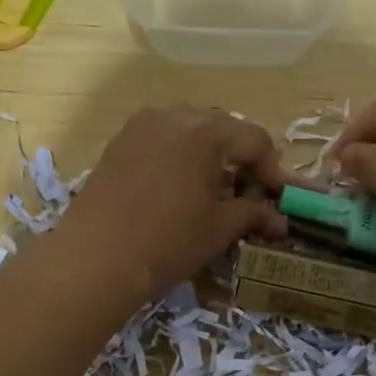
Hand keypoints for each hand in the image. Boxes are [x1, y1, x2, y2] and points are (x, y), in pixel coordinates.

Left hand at [57, 106, 291, 306]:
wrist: (95, 258)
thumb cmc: (167, 242)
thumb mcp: (218, 229)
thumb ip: (253, 215)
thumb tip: (280, 220)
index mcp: (206, 132)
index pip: (255, 139)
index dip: (272, 168)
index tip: (276, 197)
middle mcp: (174, 117)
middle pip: (222, 127)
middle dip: (241, 156)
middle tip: (249, 190)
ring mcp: (141, 126)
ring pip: (189, 129)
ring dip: (210, 152)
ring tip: (213, 186)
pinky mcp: (118, 143)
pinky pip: (161, 138)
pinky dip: (179, 154)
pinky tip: (178, 185)